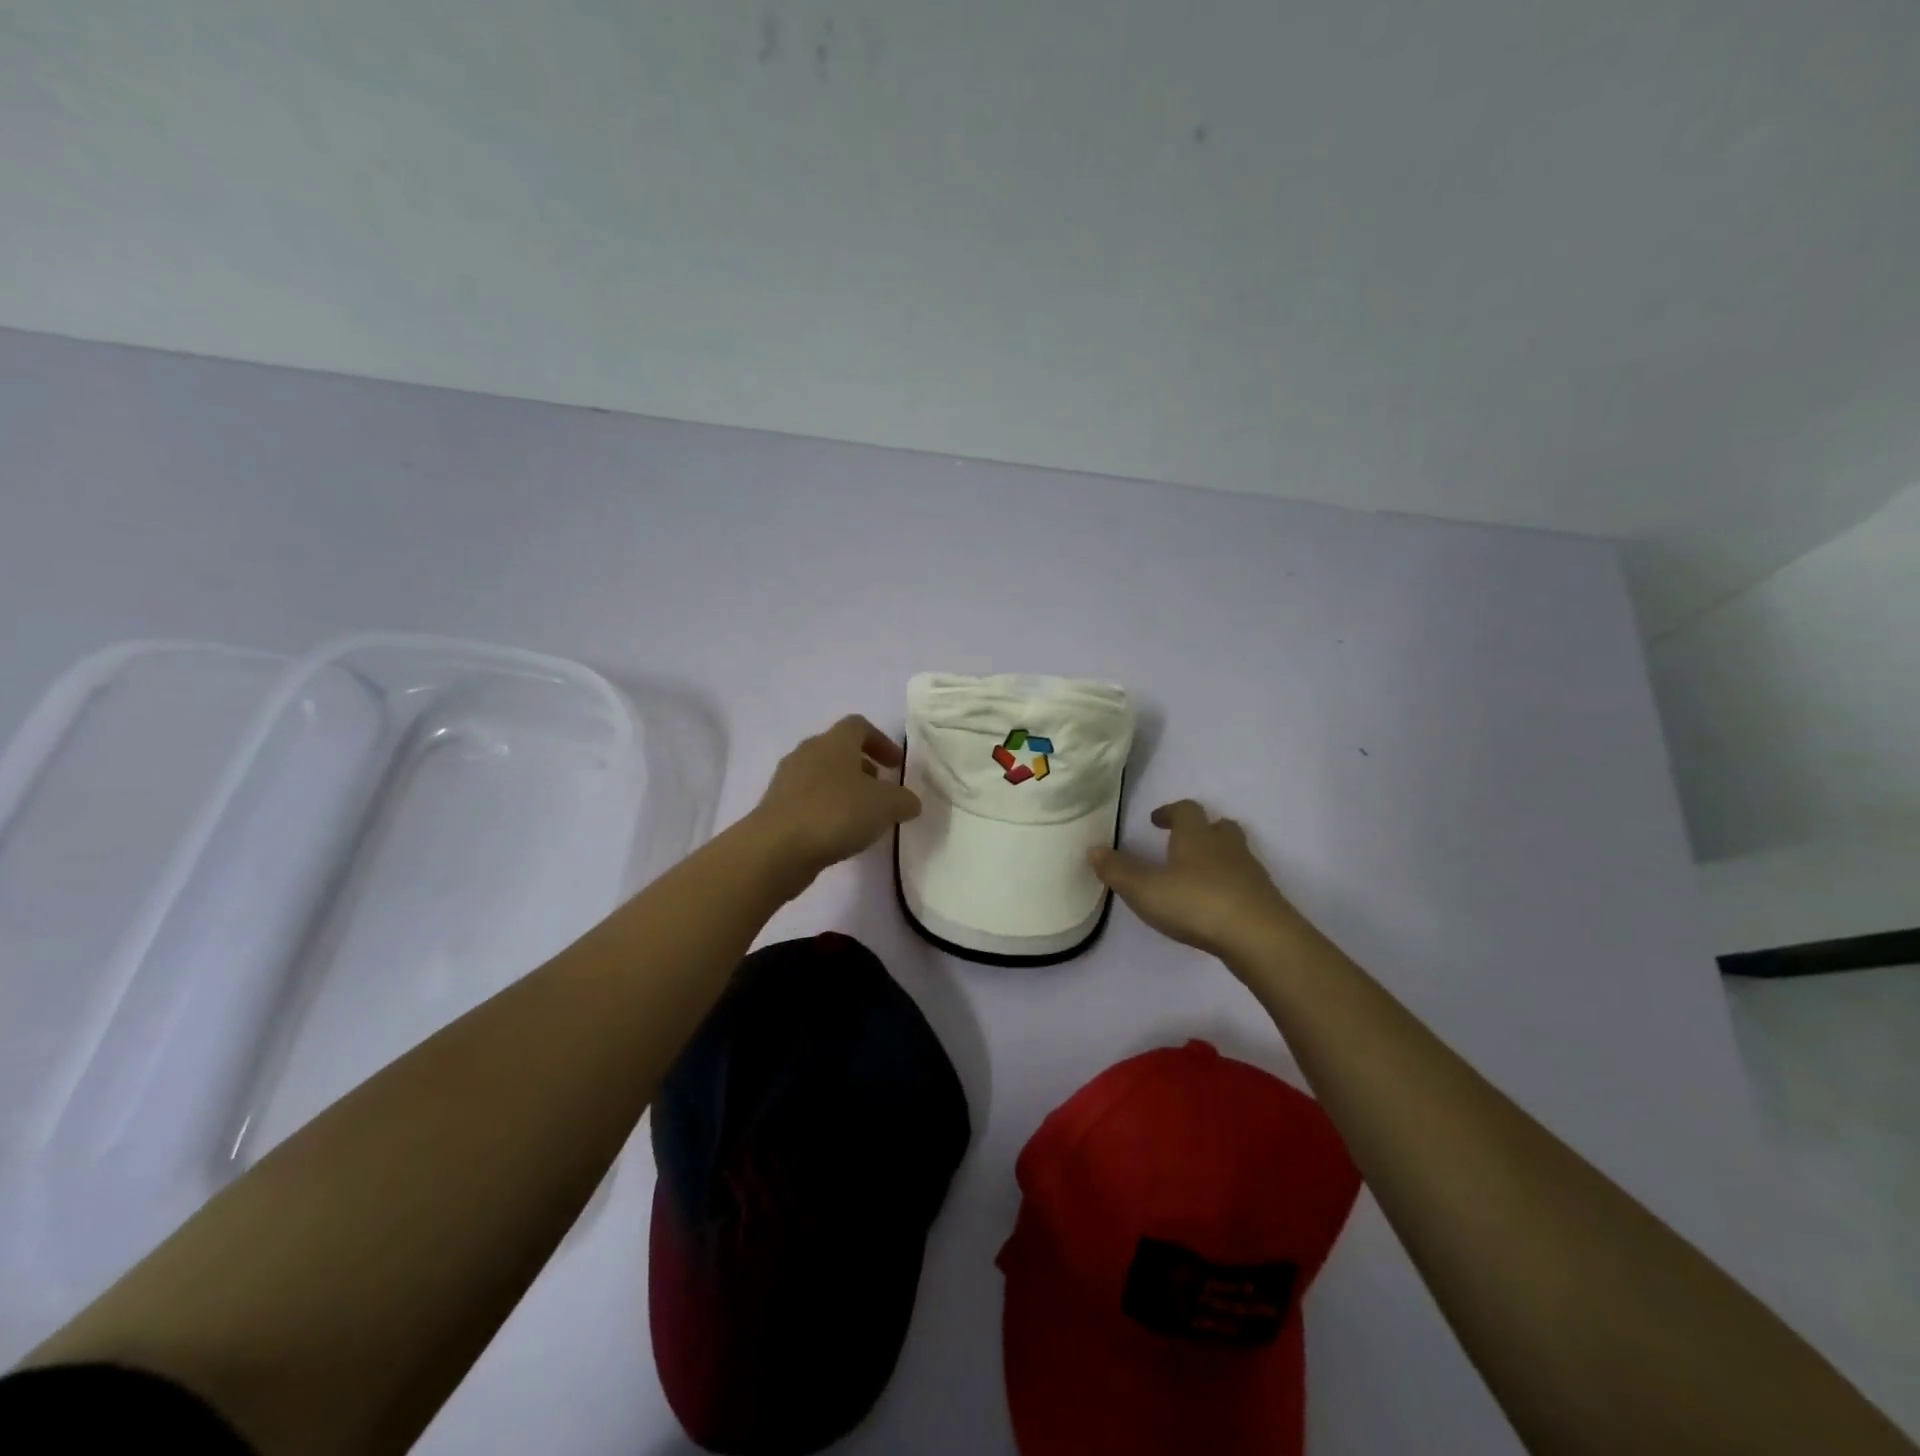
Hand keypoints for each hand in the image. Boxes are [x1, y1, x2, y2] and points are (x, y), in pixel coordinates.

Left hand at [748, 715, 920, 884]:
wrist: (776, 848)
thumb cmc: (836, 813)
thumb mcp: (886, 806)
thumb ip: (904, 800)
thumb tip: (909, 802)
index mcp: (834, 742)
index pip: (859, 726)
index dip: (881, 742)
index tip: (897, 765)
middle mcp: (808, 752)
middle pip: (838, 750)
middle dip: (863, 767)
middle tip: (881, 791)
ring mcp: (787, 780)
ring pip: (822, 776)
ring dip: (844, 790)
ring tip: (861, 817)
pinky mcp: (775, 807)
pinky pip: (807, 800)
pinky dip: (826, 809)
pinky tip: (838, 833)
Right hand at [1090, 800, 1313, 968]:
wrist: (1260, 938)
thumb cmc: (1196, 904)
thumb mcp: (1145, 890)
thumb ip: (1118, 871)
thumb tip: (1094, 849)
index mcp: (1196, 836)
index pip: (1186, 810)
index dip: (1170, 812)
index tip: (1157, 820)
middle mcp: (1226, 847)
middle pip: (1218, 826)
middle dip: (1201, 831)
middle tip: (1182, 844)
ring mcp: (1250, 872)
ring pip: (1235, 853)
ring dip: (1218, 858)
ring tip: (1197, 877)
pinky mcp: (1264, 899)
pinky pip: (1245, 882)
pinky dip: (1230, 885)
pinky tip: (1217, 905)